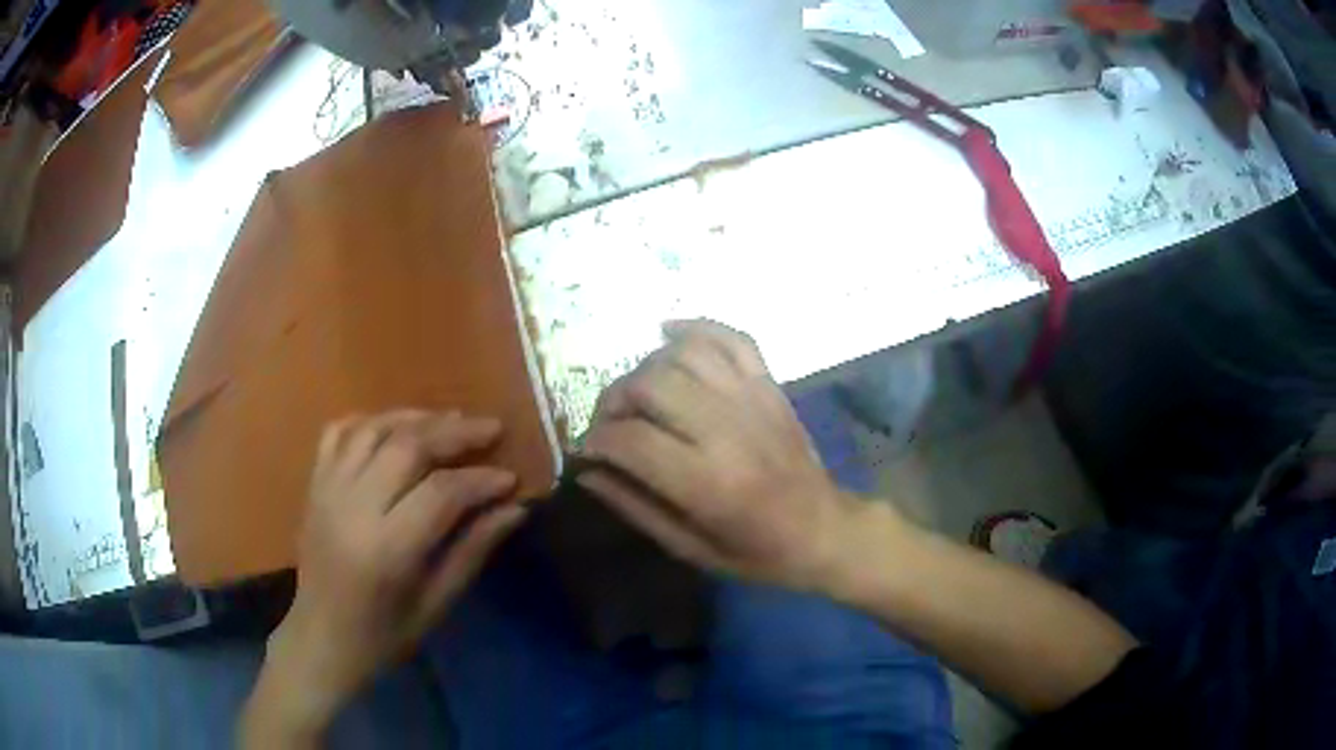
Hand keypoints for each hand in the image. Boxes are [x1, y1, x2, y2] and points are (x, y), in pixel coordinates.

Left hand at [258, 411, 526, 730]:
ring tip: (452, 420)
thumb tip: (514, 509)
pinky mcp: (314, 484)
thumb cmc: (383, 636)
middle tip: (491, 429)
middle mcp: (352, 508)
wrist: (320, 639)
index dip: (481, 480)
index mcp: (386, 549)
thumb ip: (472, 551)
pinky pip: (340, 432)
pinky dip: (371, 420)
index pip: (441, 493)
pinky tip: (396, 426)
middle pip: (407, 446)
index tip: (511, 478)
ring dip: (417, 418)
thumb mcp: (436, 605)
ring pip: (374, 429)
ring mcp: (327, 490)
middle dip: (455, 433)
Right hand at [578, 320, 880, 593]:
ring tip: (638, 393)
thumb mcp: (689, 548)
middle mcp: (728, 430)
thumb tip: (586, 472)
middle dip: (613, 400)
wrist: (824, 529)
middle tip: (608, 423)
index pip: (630, 440)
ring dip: (647, 367)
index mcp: (707, 483)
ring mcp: (753, 399)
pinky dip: (695, 327)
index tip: (586, 451)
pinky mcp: (769, 385)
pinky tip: (668, 335)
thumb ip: (634, 506)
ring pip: (684, 353)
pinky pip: (730, 337)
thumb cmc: (756, 552)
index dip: (595, 441)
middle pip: (651, 384)